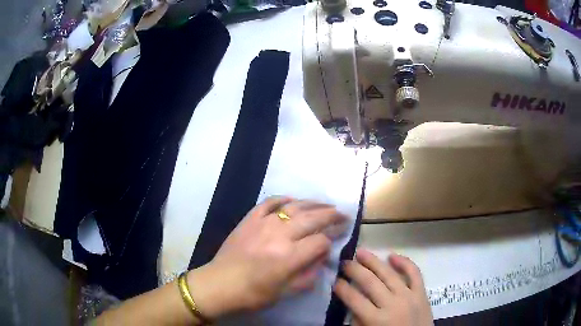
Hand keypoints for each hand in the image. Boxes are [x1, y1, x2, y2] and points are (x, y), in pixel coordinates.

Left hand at [188, 197, 347, 317]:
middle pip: (313, 219)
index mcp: (289, 257)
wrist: (219, 284)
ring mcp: (263, 223)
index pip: (320, 241)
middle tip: (343, 214)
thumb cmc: (253, 294)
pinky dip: (283, 199)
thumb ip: (309, 275)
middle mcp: (279, 235)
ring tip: (326, 204)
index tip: (334, 242)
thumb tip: (321, 258)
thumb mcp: (286, 293)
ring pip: (294, 206)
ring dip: (313, 204)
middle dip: (332, 215)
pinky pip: (269, 202)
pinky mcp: (250, 219)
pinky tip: (293, 200)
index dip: (331, 241)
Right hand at [334, 249, 432, 325]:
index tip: (335, 280)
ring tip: (361, 252)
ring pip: (389, 274)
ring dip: (374, 261)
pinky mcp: (422, 293)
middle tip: (344, 263)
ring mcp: (409, 296)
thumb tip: (353, 302)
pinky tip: (392, 256)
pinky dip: (404, 262)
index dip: (342, 288)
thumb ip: (358, 320)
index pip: (354, 299)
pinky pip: (415, 273)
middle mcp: (392, 304)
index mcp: (376, 319)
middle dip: (354, 270)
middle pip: (370, 282)